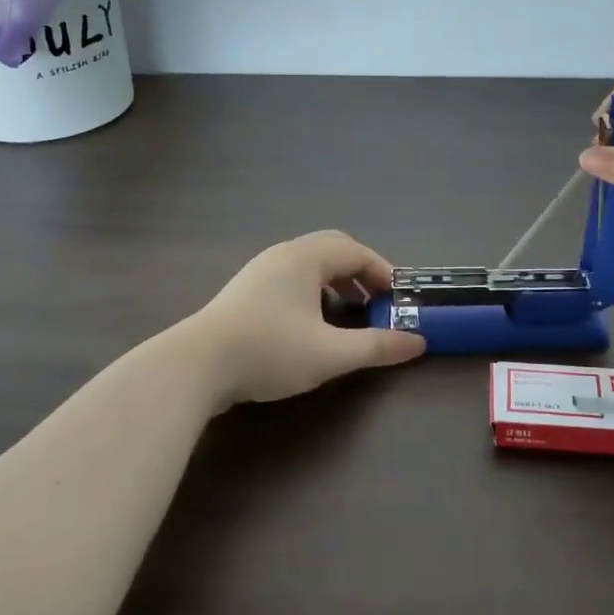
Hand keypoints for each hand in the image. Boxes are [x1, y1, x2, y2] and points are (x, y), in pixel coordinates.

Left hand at [195, 230, 426, 404]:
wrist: (195, 366)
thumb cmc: (269, 351)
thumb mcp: (330, 354)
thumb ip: (376, 347)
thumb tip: (418, 342)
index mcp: (306, 257)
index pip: (356, 252)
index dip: (383, 272)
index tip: (398, 298)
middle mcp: (283, 254)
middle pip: (332, 249)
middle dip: (360, 272)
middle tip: (376, 300)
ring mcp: (260, 270)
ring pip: (309, 262)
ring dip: (336, 281)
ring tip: (349, 312)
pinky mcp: (245, 290)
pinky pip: (291, 276)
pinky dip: (313, 289)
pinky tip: (312, 321)